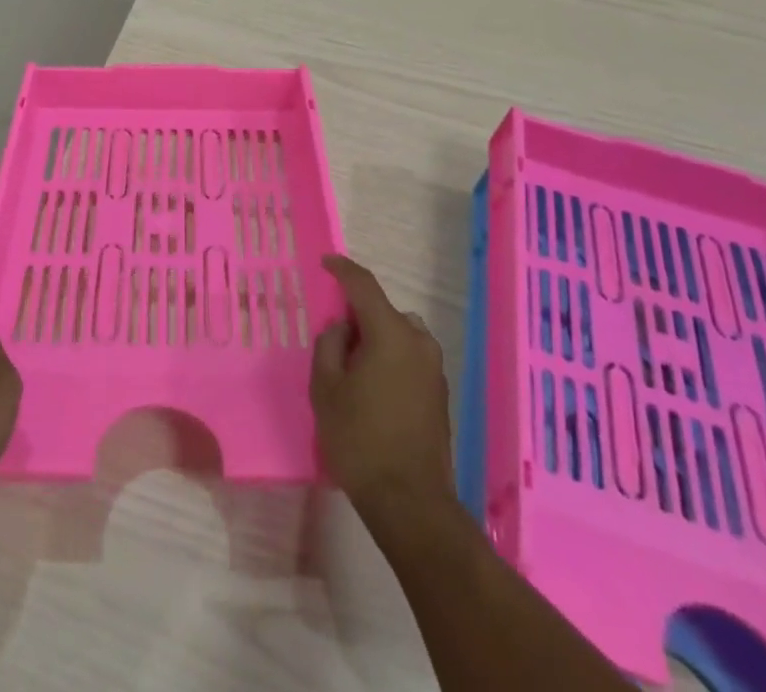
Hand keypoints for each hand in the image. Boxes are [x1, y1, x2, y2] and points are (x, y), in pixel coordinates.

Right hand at [311, 254, 454, 515]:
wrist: (410, 503)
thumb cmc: (360, 439)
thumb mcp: (326, 388)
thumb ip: (329, 346)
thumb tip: (341, 328)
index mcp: (390, 333)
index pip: (364, 285)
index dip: (342, 269)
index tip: (326, 262)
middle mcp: (418, 342)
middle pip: (383, 312)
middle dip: (357, 315)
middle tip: (332, 335)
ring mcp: (434, 369)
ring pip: (398, 336)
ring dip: (375, 339)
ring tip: (351, 367)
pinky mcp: (440, 394)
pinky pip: (408, 358)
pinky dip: (389, 359)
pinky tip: (372, 389)